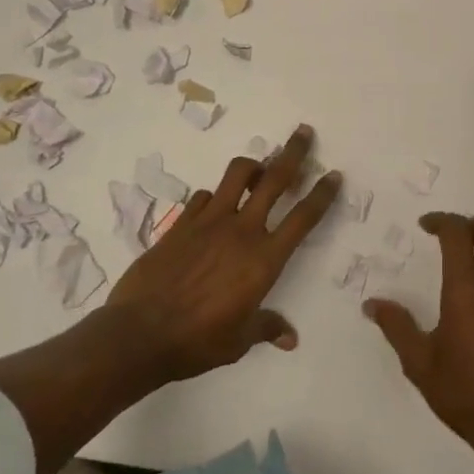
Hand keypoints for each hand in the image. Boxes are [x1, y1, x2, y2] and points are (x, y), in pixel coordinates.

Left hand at [106, 124, 340, 383]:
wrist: (139, 334)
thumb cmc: (198, 341)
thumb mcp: (239, 340)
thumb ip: (266, 328)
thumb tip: (289, 338)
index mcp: (264, 259)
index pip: (303, 218)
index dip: (322, 194)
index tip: (333, 174)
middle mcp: (242, 230)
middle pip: (275, 179)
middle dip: (293, 152)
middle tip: (303, 132)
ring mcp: (209, 221)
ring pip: (237, 174)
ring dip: (252, 165)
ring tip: (258, 169)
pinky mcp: (181, 223)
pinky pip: (204, 197)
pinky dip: (214, 197)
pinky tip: (213, 208)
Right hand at [365, 211, 473, 460]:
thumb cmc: (466, 394)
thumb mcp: (420, 364)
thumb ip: (397, 327)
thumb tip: (372, 304)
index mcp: (467, 288)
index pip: (458, 231)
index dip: (441, 220)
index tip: (427, 226)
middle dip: (472, 223)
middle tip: (452, 242)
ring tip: (469, 278)